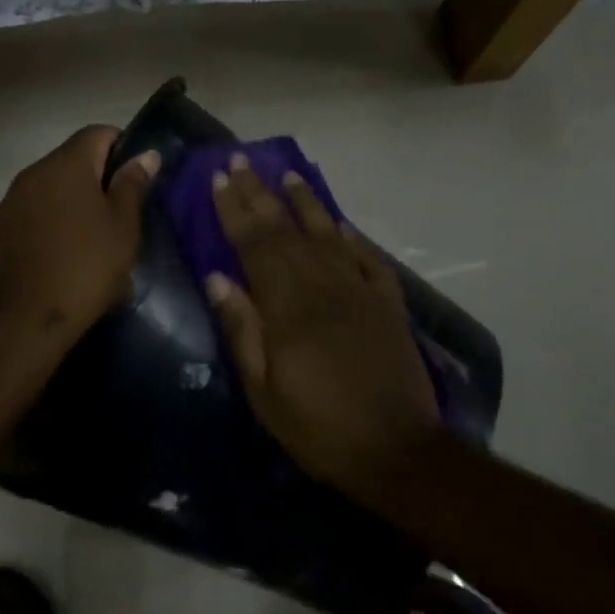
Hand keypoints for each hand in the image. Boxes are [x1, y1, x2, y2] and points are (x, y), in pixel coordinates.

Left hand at [0, 127, 159, 339]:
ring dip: (74, 200)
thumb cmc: (86, 267)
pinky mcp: (0, 227)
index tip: (138, 179)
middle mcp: (34, 172)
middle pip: (73, 158)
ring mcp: (12, 200)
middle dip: (98, 177)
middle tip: (121, 213)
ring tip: (93, 237)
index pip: (98, 133)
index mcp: (66, 164)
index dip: (123, 147)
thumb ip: (133, 185)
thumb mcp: (123, 227)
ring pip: (52, 186)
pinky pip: (34, 210)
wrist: (25, 319)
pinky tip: (65, 252)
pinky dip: (53, 219)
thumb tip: (146, 155)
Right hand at [206, 156, 441, 489]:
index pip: (254, 245)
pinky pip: (368, 260)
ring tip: (288, 174)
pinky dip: (352, 237)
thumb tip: (218, 278)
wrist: (396, 452)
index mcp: (288, 308)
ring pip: (327, 234)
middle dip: (260, 193)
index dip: (234, 211)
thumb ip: (242, 330)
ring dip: (306, 202)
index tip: (218, 180)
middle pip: (286, 231)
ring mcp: (360, 292)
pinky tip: (339, 223)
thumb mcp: (264, 391)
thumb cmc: (318, 427)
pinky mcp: (388, 305)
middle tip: (241, 161)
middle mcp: (323, 287)